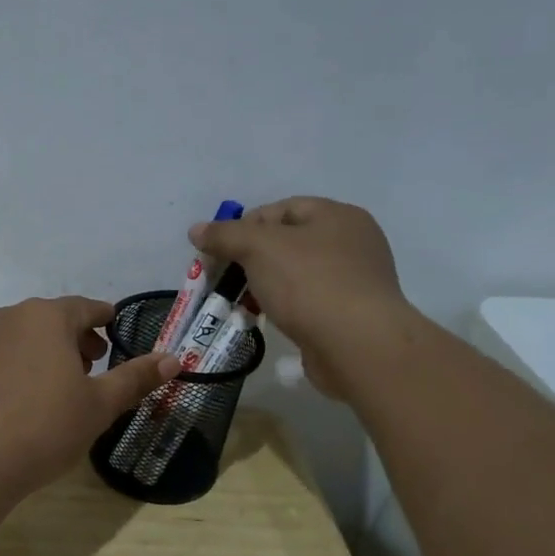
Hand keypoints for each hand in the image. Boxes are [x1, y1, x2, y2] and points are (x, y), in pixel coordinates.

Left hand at [0, 297, 179, 497]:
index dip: (106, 319)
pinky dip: (23, 366)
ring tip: (63, 386)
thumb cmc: (44, 427)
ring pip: (27, 336)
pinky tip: (28, 401)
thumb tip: (174, 358)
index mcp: (48, 316)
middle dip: (78, 339)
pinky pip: (4, 355)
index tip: (117, 330)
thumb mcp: (99, 405)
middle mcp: (12, 317)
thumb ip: (136, 377)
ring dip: (50, 352)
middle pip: (55, 319)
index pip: (87, 307)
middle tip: (95, 366)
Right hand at [189, 198, 411, 399]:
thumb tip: (197, 230)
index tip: (219, 252)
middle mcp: (351, 242)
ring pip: (295, 274)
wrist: (358, 346)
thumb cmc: (309, 284)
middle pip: (287, 242)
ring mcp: (354, 280)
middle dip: (250, 260)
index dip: (244, 226)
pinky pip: (307, 302)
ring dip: (264, 286)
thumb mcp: (258, 248)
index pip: (280, 209)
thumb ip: (225, 235)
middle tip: (224, 279)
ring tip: (240, 303)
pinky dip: (283, 307)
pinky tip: (265, 320)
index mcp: (337, 216)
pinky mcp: (350, 315)